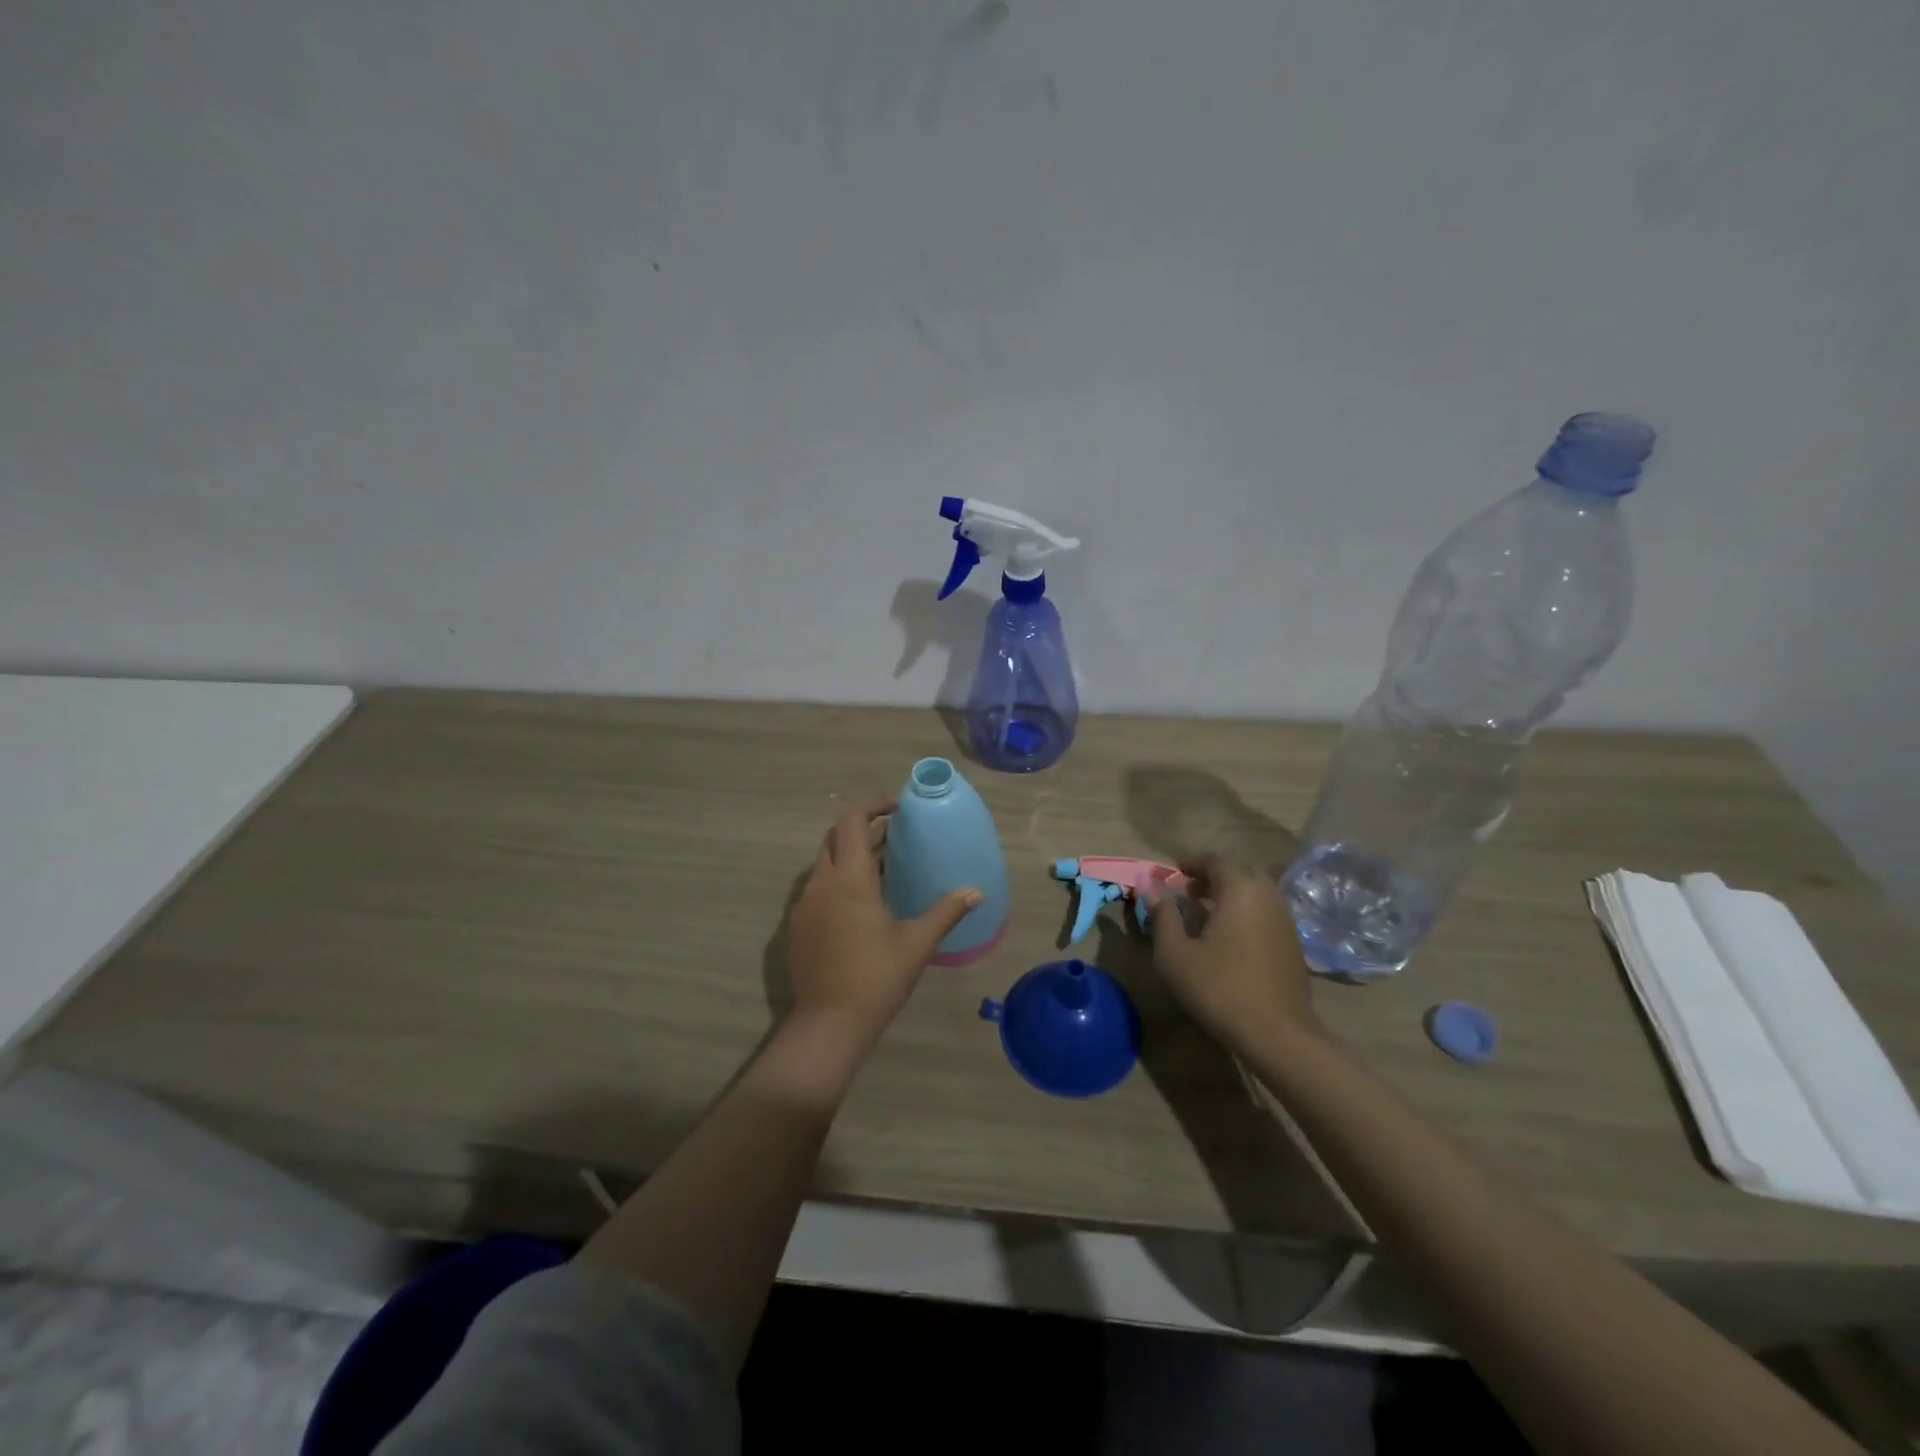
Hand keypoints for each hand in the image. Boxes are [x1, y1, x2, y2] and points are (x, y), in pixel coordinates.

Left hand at [784, 797, 980, 1041]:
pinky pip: (817, 888)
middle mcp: (821, 883)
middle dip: (863, 828)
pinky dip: (838, 881)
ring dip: (850, 856)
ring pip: (824, 863)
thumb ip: (946, 912)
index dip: (873, 804)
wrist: (829, 1023)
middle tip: (894, 837)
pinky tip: (861, 905)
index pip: (852, 819)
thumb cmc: (876, 977)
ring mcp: (804, 905)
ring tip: (882, 869)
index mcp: (850, 879)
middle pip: (835, 837)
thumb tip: (976, 892)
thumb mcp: (917, 943)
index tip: (898, 807)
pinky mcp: (797, 926)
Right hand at [1150, 858, 1320, 1049]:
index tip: (1172, 874)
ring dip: (1231, 895)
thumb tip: (1149, 884)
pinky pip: (1266, 913)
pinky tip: (1230, 937)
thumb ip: (1162, 914)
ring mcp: (1284, 920)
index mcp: (1239, 890)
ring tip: (1206, 914)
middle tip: (1189, 892)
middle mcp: (1266, 896)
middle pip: (1240, 872)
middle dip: (1213, 877)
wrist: (1277, 1034)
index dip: (1191, 864)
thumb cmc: (1218, 988)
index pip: (1215, 862)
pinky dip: (1246, 912)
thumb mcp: (1175, 953)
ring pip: (1256, 893)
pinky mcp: (1293, 944)